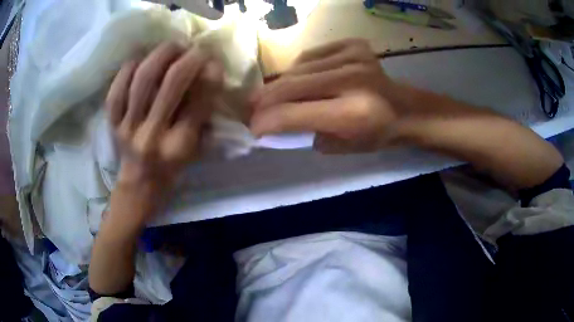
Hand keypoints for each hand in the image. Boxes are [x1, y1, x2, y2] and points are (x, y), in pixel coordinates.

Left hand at [107, 42, 222, 186]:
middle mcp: (152, 136)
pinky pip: (117, 89)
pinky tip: (140, 61)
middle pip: (171, 83)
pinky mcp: (112, 124)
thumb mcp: (197, 147)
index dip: (209, 74)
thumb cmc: (172, 166)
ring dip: (160, 55)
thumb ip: (204, 113)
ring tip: (170, 48)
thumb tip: (211, 72)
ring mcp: (128, 128)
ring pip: (142, 79)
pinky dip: (128, 69)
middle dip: (188, 58)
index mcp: (179, 146)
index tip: (213, 59)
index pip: (199, 101)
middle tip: (193, 48)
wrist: (140, 182)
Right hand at [250, 39, 400, 152]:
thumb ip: (305, 133)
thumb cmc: (376, 134)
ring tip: (272, 95)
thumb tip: (273, 121)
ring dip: (280, 83)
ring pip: (298, 68)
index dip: (266, 121)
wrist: (406, 109)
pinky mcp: (353, 45)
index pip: (294, 113)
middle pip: (291, 85)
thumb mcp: (340, 145)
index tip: (253, 128)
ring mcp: (353, 57)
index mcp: (352, 112)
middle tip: (252, 108)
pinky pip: (311, 55)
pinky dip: (299, 68)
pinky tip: (299, 78)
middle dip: (265, 100)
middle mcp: (351, 79)